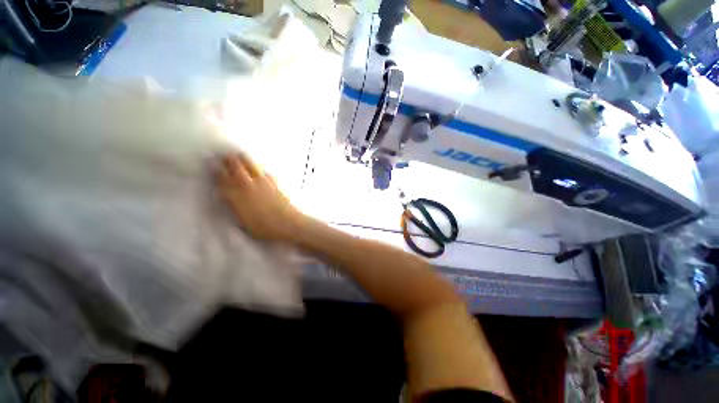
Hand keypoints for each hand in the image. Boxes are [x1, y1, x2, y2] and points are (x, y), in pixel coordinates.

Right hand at [217, 153, 306, 242]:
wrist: (287, 223)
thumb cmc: (263, 228)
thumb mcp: (242, 222)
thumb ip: (234, 207)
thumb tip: (228, 197)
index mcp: (236, 196)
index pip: (221, 179)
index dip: (215, 170)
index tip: (210, 162)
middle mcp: (247, 185)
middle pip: (235, 166)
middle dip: (228, 159)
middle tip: (224, 155)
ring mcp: (262, 182)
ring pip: (250, 164)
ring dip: (242, 158)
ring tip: (238, 154)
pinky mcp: (274, 182)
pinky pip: (263, 170)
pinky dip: (258, 167)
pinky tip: (258, 167)